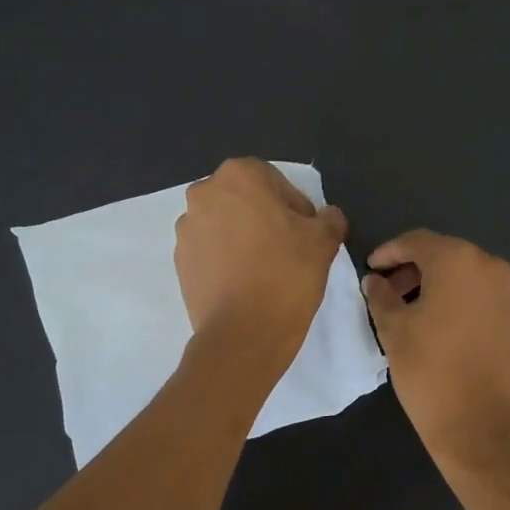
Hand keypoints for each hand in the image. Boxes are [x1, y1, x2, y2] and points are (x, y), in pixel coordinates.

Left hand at [175, 159, 347, 357]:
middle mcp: (204, 194)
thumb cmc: (286, 274)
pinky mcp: (180, 262)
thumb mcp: (324, 241)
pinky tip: (246, 285)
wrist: (243, 333)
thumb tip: (327, 217)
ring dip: (244, 239)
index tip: (307, 234)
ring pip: (226, 226)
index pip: (275, 181)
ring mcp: (186, 230)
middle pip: (246, 201)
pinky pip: (210, 252)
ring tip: (266, 270)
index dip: (296, 207)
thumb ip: (329, 219)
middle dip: (266, 219)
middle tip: (289, 250)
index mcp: (238, 176)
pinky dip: (227, 261)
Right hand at [362, 230, 509, 468]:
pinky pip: (494, 304)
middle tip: (393, 293)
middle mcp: (494, 269)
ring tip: (424, 315)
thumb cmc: (430, 372)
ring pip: (474, 281)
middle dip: (418, 270)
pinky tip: (456, 333)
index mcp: (458, 262)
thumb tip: (375, 281)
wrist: (483, 427)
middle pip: (449, 257)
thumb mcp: (393, 331)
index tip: (372, 268)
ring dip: (447, 289)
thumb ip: (381, 296)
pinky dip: (472, 308)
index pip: (417, 242)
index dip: (390, 251)